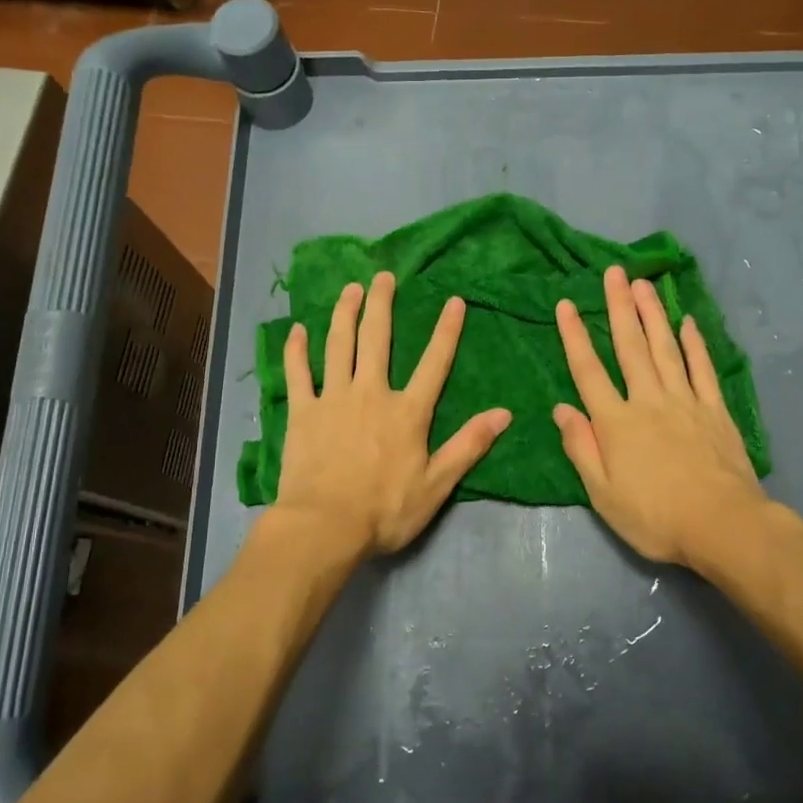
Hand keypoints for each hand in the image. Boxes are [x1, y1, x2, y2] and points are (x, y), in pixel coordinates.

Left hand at [275, 272, 511, 555]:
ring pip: (339, 345)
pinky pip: (298, 373)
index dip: (446, 331)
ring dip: (345, 313)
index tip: (453, 300)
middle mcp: (371, 393)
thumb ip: (468, 446)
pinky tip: (298, 330)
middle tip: (383, 276)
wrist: (324, 526)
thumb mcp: (436, 484)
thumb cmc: (385, 510)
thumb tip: (504, 414)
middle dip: (382, 304)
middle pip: (377, 339)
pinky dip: (297, 350)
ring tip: (350, 289)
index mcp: (407, 411)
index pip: (434, 363)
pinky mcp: (302, 412)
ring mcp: (333, 398)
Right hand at [554, 266, 769, 568]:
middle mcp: (649, 400)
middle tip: (614, 273)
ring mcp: (686, 401)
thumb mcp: (603, 494)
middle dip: (619, 307)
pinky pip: (702, 368)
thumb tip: (562, 408)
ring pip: (665, 348)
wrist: (723, 525)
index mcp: (616, 422)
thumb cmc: (655, 517)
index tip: (565, 304)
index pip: (589, 370)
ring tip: (644, 285)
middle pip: (630, 346)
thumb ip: (581, 448)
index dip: (574, 336)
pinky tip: (688, 322)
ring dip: (653, 314)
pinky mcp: (715, 410)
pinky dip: (695, 344)